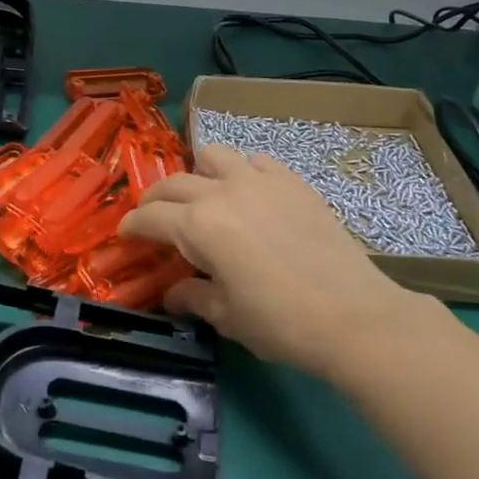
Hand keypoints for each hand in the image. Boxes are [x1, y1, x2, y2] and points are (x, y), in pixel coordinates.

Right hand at [120, 142, 432, 374]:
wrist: (353, 315)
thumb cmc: (280, 322)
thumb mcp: (227, 317)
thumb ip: (192, 297)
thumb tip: (172, 293)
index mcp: (198, 225)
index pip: (150, 216)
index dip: (132, 225)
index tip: (125, 235)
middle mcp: (221, 191)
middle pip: (174, 183)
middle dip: (156, 200)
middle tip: (153, 218)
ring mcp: (259, 180)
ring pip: (213, 155)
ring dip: (198, 173)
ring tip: (203, 196)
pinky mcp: (292, 181)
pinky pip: (256, 161)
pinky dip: (243, 172)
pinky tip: (250, 195)